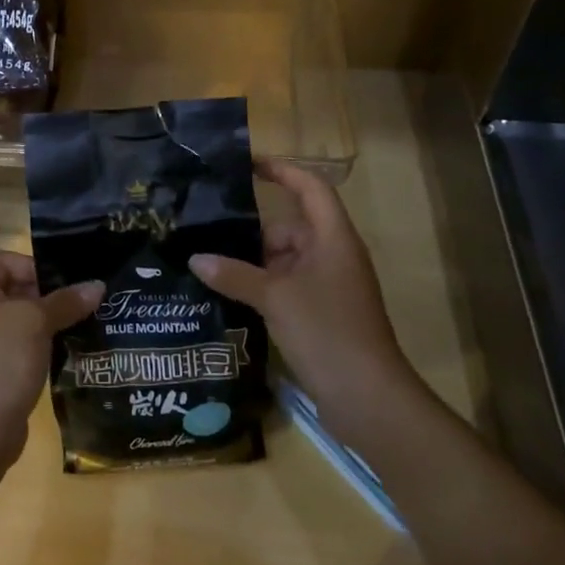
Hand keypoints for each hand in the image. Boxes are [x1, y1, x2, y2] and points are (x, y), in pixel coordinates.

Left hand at [0, 187, 102, 466]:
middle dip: (34, 275)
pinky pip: (17, 330)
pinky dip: (40, 330)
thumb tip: (96, 287)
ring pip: (13, 302)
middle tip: (67, 293)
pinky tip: (69, 341)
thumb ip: (64, 302)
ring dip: (43, 305)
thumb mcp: (34, 324)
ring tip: (78, 314)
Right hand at [190, 159, 419, 412]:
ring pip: (284, 260)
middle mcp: (333, 255)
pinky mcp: (322, 314)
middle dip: (252, 231)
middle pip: (290, 226)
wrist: (369, 400)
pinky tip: (229, 295)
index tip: (247, 164)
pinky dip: (262, 287)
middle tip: (207, 231)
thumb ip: (234, 274)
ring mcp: (329, 286)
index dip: (282, 170)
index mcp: (332, 238)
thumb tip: (196, 259)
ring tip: (209, 264)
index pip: (310, 187)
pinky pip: (287, 286)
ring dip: (252, 263)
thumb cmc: (327, 332)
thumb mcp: (274, 298)